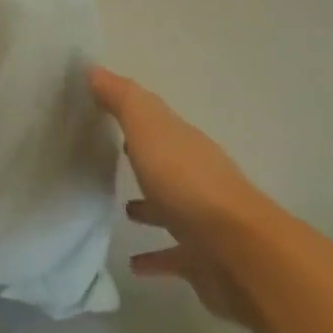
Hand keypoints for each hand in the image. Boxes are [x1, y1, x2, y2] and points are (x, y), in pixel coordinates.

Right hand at [91, 67, 284, 322]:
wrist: (237, 251)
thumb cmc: (187, 183)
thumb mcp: (149, 129)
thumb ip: (123, 100)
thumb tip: (94, 68)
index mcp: (183, 142)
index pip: (155, 120)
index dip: (131, 113)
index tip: (100, 110)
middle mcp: (195, 175)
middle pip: (164, 161)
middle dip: (141, 157)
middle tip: (108, 156)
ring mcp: (201, 219)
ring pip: (170, 206)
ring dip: (150, 206)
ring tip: (122, 209)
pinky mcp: (201, 259)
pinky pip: (172, 254)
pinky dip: (155, 257)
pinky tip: (134, 265)